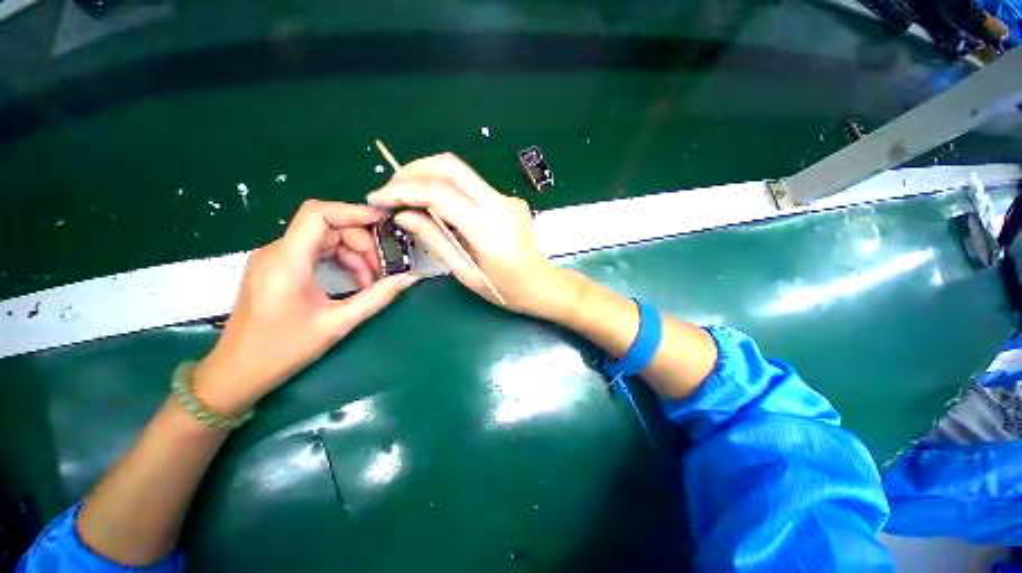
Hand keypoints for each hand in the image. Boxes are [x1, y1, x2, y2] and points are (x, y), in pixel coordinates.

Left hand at [193, 200, 417, 415]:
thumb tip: (409, 278)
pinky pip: (315, 251)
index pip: (318, 214)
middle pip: (327, 227)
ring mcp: (275, 258)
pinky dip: (340, 260)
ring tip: (372, 280)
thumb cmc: (284, 349)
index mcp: (287, 261)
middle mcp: (278, 251)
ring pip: (324, 239)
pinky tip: (354, 281)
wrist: (238, 372)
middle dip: (361, 242)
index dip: (354, 212)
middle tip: (384, 268)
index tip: (385, 223)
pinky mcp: (277, 267)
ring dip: (353, 254)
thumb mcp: (338, 323)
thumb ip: (377, 297)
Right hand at [367, 153, 580, 319]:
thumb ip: (435, 240)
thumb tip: (404, 215)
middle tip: (393, 190)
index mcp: (488, 228)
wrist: (544, 285)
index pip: (439, 193)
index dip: (403, 190)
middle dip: (414, 171)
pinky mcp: (509, 200)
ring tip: (408, 197)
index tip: (378, 198)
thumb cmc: (506, 290)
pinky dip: (448, 189)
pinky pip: (472, 187)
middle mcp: (499, 203)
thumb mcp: (466, 272)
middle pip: (451, 166)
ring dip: (430, 177)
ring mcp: (507, 199)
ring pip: (461, 172)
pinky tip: (437, 207)